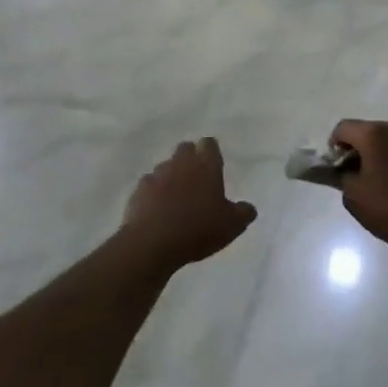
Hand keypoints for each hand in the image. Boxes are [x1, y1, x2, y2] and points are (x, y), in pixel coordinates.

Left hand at [120, 139, 257, 269]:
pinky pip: (149, 184)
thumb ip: (243, 213)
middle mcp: (181, 163)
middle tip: (198, 179)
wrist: (152, 242)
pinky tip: (158, 209)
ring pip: (166, 166)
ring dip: (172, 175)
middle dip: (191, 158)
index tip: (215, 163)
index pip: (209, 144)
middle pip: (185, 149)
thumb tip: (248, 208)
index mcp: (206, 166)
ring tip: (177, 196)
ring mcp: (157, 174)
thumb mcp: (232, 225)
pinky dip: (154, 192)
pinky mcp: (139, 190)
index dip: (211, 151)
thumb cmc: (198, 229)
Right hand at [329, 120, 387, 263]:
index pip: (342, 129)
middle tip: (357, 178)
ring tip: (380, 183)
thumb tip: (342, 169)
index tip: (338, 170)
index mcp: (375, 133)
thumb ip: (341, 175)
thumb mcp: (354, 196)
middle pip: (366, 131)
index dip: (334, 148)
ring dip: (378, 155)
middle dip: (357, 150)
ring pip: (387, 140)